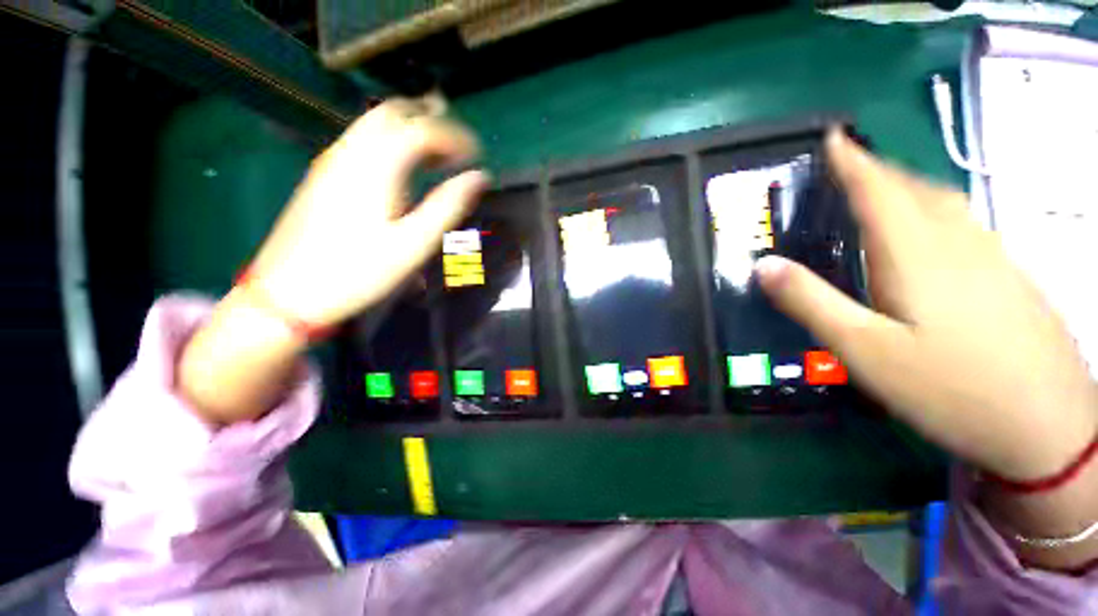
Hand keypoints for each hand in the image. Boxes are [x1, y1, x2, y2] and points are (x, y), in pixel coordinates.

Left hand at [249, 98, 488, 327]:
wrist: (289, 292)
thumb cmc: (359, 271)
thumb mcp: (413, 243)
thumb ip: (448, 206)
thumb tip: (479, 178)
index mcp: (377, 166)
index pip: (422, 129)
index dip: (456, 137)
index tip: (479, 155)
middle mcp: (351, 151)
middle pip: (394, 112)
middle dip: (432, 122)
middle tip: (458, 150)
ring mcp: (333, 160)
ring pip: (376, 123)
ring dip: (411, 130)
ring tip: (439, 158)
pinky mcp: (324, 174)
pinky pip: (364, 140)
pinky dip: (392, 142)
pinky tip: (405, 170)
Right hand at [756, 131, 1097, 483]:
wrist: (1050, 429)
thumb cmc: (951, 389)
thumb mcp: (865, 350)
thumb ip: (811, 302)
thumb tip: (763, 264)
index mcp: (916, 253)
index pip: (876, 190)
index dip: (851, 160)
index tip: (832, 135)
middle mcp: (957, 242)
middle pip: (914, 188)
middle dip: (877, 170)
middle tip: (847, 165)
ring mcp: (993, 259)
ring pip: (944, 203)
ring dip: (907, 188)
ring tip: (879, 190)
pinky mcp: (1011, 279)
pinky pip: (964, 225)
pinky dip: (934, 213)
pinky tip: (927, 234)